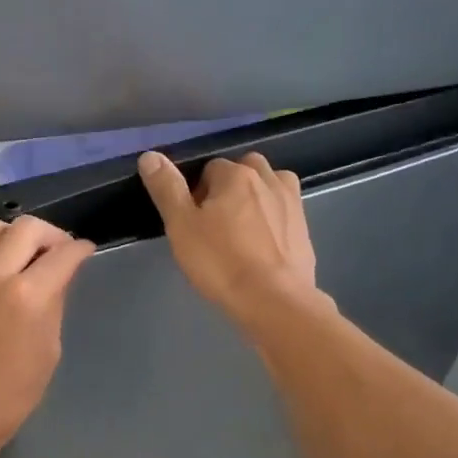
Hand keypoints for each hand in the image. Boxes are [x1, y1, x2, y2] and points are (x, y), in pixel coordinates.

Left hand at [0, 215, 95, 457]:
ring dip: (10, 236)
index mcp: (28, 296)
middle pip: (28, 228)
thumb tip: (59, 274)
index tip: (84, 251)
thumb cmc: (11, 393)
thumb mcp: (48, 349)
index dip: (80, 249)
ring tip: (15, 254)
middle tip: (54, 252)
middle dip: (50, 235)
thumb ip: (54, 303)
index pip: (64, 254)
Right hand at [137, 151, 319, 328]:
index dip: (198, 193)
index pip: (210, 168)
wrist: (274, 301)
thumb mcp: (182, 227)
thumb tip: (150, 156)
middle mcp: (269, 179)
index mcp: (236, 175)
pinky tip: (263, 247)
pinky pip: (284, 212)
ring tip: (242, 231)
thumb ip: (167, 189)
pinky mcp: (306, 229)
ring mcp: (292, 203)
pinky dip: (273, 221)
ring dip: (256, 198)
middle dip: (230, 188)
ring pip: (269, 187)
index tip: (193, 221)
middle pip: (244, 171)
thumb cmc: (221, 262)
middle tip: (216, 225)